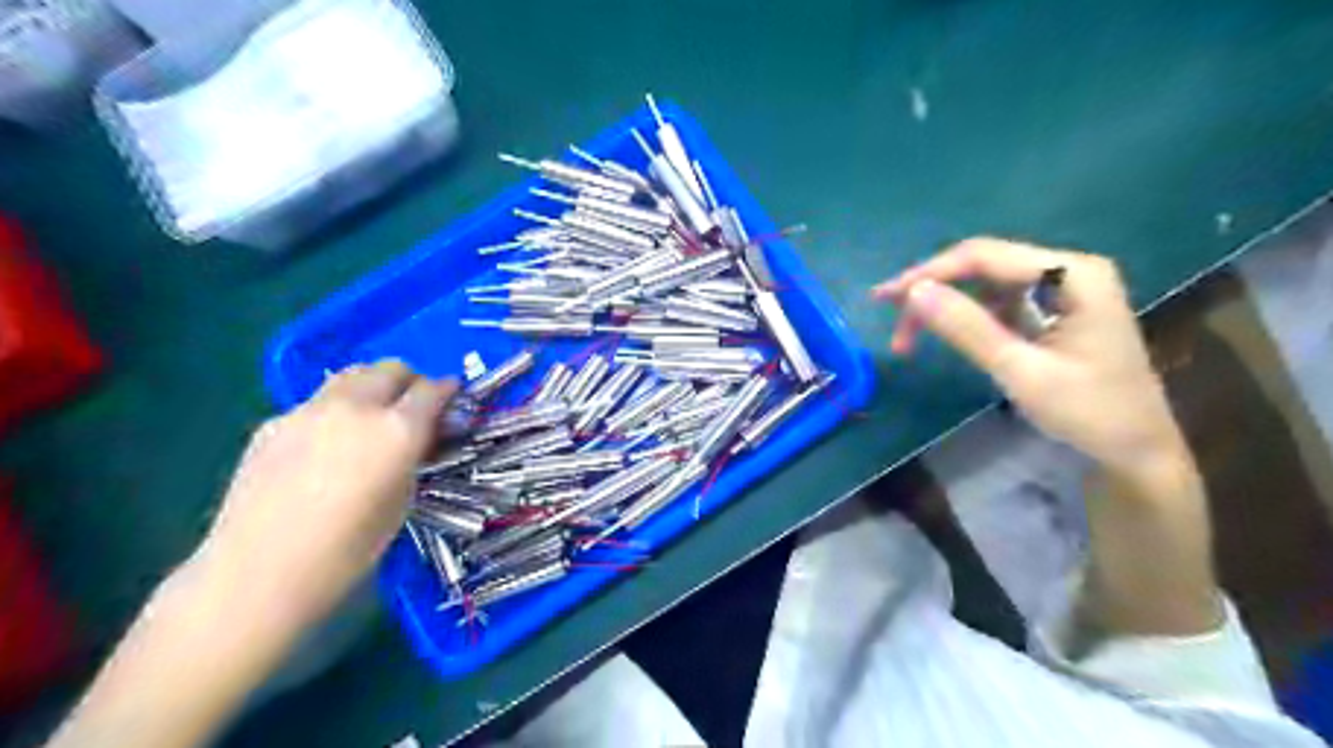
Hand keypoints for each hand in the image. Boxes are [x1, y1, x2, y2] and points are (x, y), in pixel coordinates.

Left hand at [193, 359, 453, 636]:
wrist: (257, 574)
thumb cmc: (346, 551)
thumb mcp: (401, 500)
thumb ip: (413, 457)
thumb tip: (417, 438)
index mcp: (397, 429)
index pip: (433, 389)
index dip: (447, 392)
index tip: (452, 402)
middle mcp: (357, 407)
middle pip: (392, 368)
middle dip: (410, 381)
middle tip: (413, 408)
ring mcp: (309, 410)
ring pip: (352, 375)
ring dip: (372, 386)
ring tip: (371, 418)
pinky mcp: (274, 423)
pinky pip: (316, 402)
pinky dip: (334, 410)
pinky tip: (325, 446)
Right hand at [877, 237, 1187, 475]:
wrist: (1137, 453)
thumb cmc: (1089, 414)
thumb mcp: (1021, 372)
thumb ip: (967, 329)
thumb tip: (913, 292)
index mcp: (1072, 274)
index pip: (984, 257)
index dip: (929, 273)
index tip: (884, 298)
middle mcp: (1068, 269)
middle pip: (984, 264)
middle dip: (933, 288)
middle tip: (889, 315)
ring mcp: (1063, 289)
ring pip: (986, 282)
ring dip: (945, 304)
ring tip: (910, 334)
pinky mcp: (1053, 310)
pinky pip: (999, 301)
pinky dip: (967, 316)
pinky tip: (948, 333)